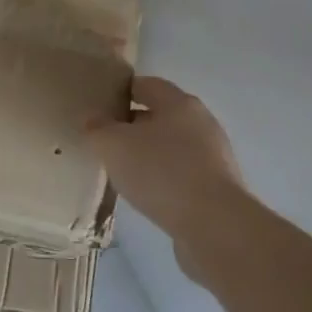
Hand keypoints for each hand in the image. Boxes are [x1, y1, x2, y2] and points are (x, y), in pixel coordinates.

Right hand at [87, 76, 246, 257]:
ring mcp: (214, 157)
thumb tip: (93, 120)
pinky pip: (183, 175)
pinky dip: (165, 180)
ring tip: (124, 172)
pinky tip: (148, 196)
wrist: (215, 227)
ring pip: (173, 147)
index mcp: (179, 103)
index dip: (122, 91)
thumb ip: (98, 128)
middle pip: (161, 115)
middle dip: (134, 125)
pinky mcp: (219, 189)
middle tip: (107, 141)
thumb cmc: (162, 172)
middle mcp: (201, 123)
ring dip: (150, 155)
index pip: (146, 84)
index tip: (101, 105)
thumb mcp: (114, 145)